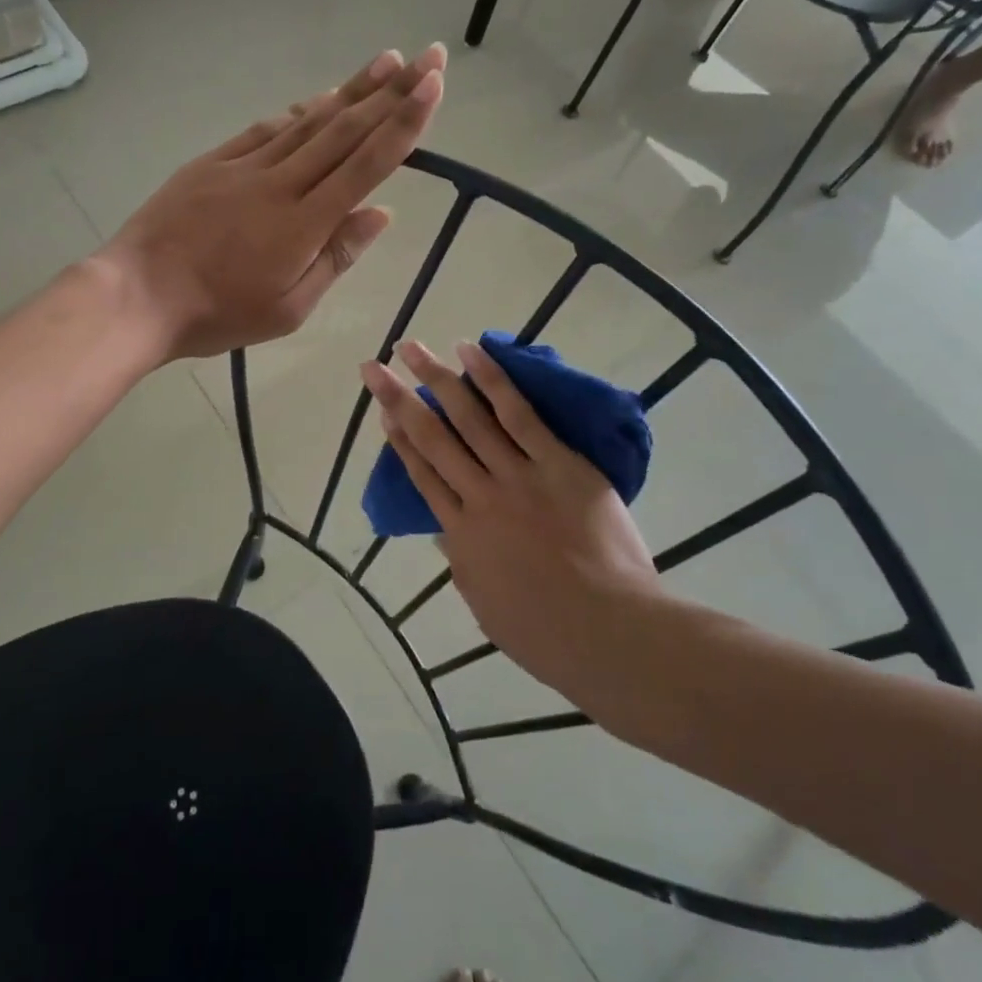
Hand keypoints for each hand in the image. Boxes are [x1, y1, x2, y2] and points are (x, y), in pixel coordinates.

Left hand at [99, 45, 445, 360]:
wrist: (137, 295)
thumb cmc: (217, 314)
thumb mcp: (288, 308)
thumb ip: (336, 257)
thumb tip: (380, 213)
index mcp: (304, 223)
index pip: (366, 164)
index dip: (404, 123)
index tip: (433, 86)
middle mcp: (280, 183)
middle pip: (344, 130)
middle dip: (391, 91)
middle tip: (427, 56)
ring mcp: (243, 166)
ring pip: (308, 121)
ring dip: (350, 90)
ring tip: (385, 63)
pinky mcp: (212, 162)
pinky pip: (265, 129)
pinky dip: (297, 113)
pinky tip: (316, 101)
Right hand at [361, 339, 664, 697]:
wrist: (608, 633)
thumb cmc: (547, 633)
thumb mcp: (486, 606)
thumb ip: (463, 564)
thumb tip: (445, 533)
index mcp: (461, 535)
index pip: (422, 476)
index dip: (400, 440)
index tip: (383, 412)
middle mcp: (480, 496)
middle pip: (432, 438)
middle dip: (399, 399)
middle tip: (373, 367)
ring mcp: (517, 476)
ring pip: (468, 418)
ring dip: (436, 378)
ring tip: (411, 347)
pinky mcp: (557, 463)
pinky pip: (519, 415)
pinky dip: (492, 381)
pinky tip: (471, 352)